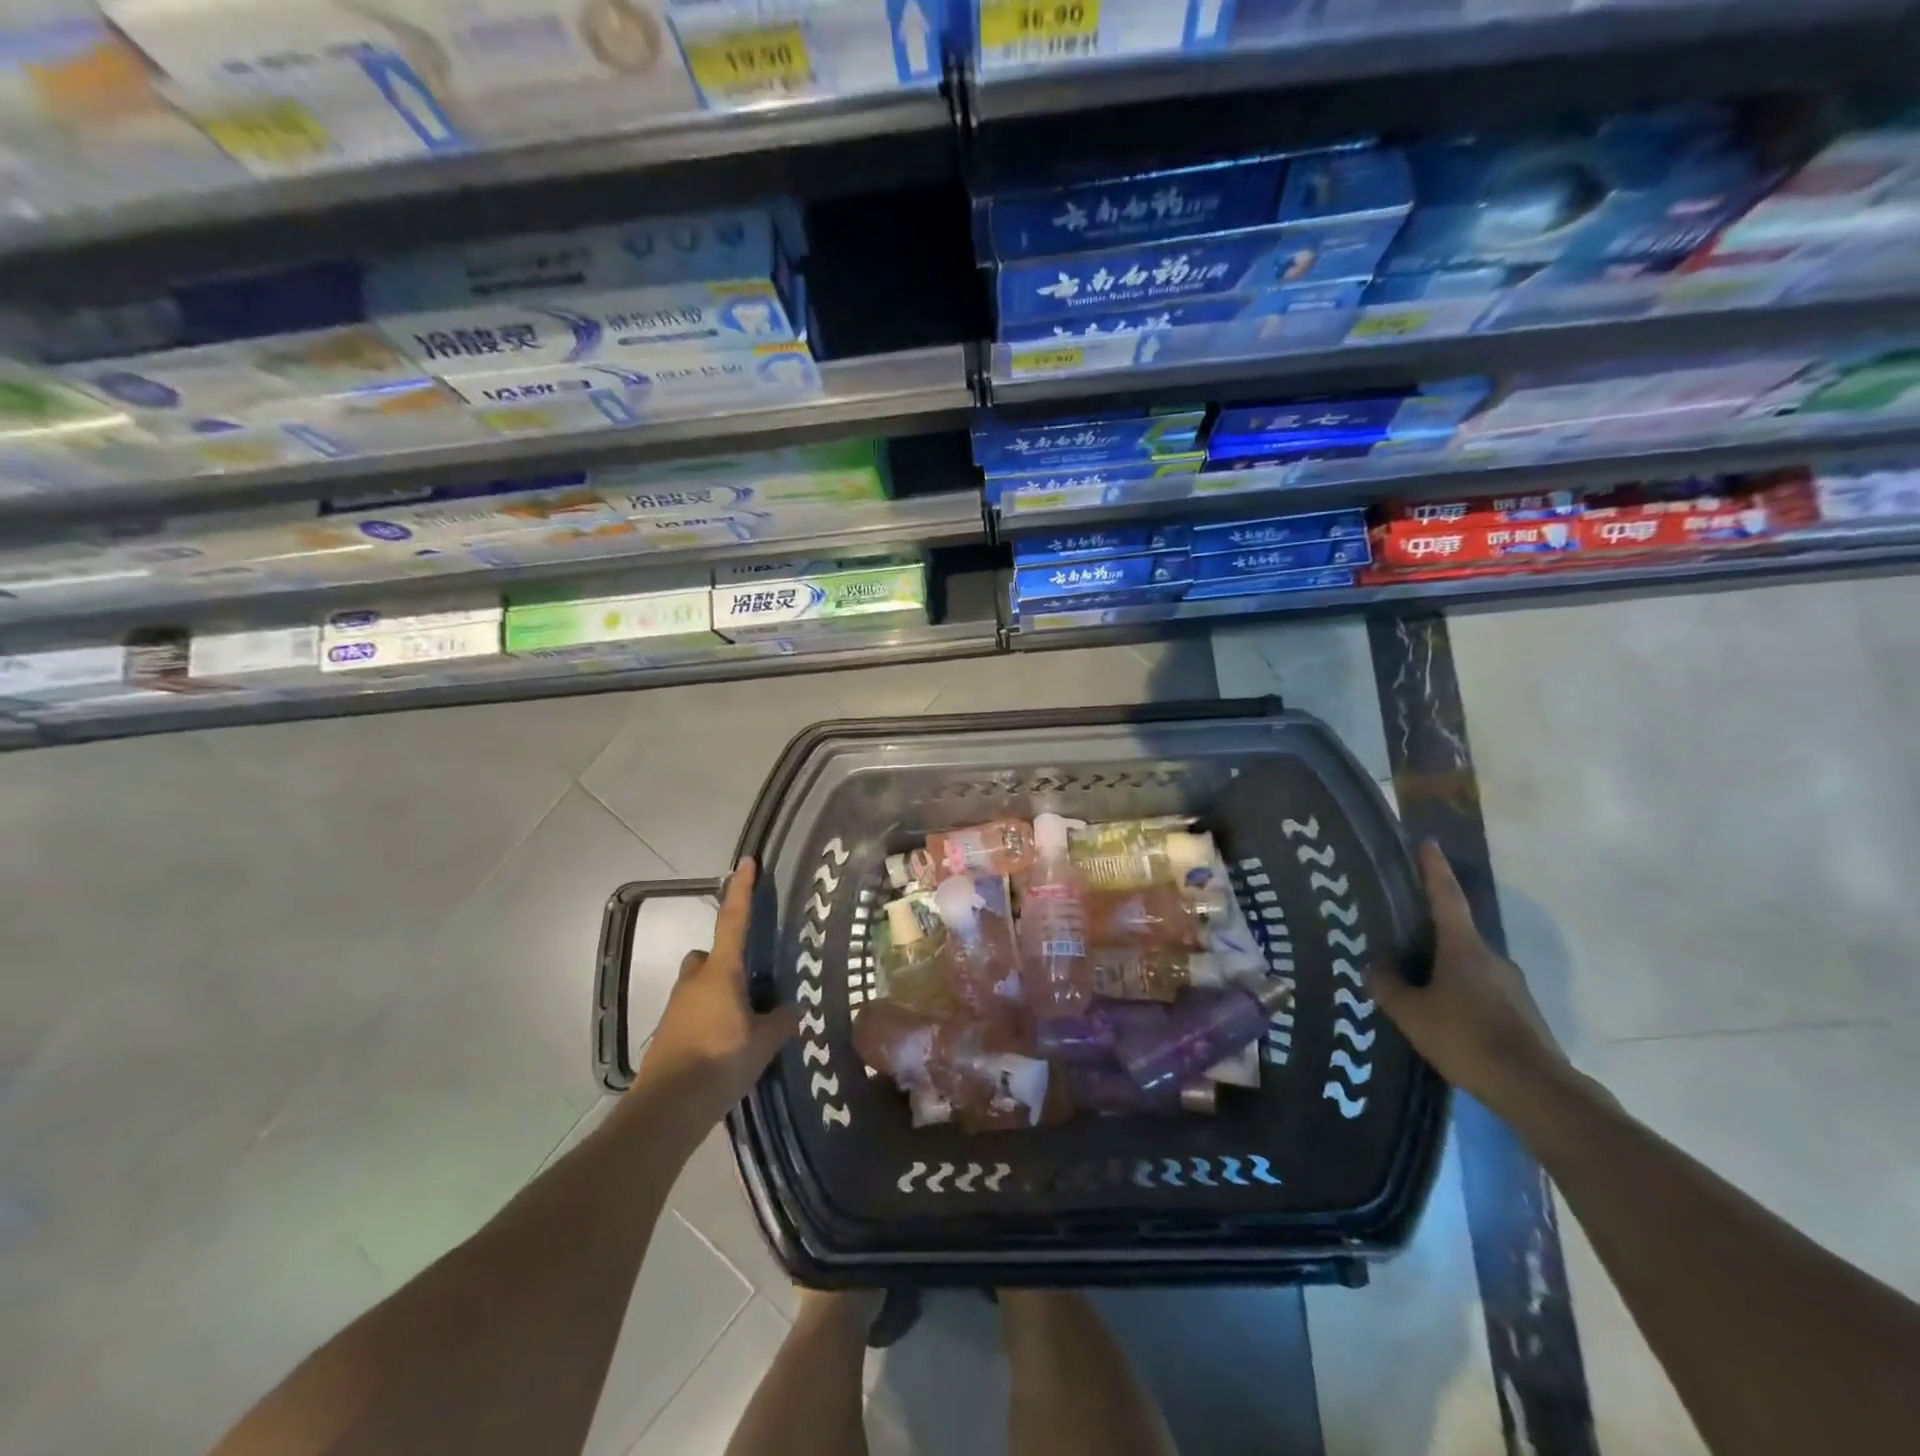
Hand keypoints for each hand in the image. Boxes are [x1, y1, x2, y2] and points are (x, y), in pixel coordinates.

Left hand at [636, 860, 799, 1129]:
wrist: (668, 1108)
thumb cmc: (721, 1062)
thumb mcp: (764, 1042)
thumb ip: (780, 1021)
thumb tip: (792, 1009)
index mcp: (721, 972)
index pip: (734, 920)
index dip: (742, 890)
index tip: (746, 862)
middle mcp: (695, 981)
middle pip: (708, 955)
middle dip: (725, 960)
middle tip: (751, 982)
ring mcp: (677, 1007)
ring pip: (699, 984)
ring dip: (716, 992)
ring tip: (744, 1021)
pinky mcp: (668, 1034)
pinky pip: (693, 1012)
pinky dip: (708, 1019)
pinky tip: (727, 1045)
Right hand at [1366, 841, 1568, 1106]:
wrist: (1535, 1089)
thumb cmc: (1466, 1038)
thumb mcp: (1411, 1013)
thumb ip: (1388, 986)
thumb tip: (1376, 967)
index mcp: (1463, 947)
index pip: (1446, 897)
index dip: (1434, 869)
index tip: (1427, 843)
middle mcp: (1491, 958)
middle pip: (1454, 933)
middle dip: (1427, 933)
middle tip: (1398, 936)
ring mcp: (1510, 985)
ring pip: (1466, 966)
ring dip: (1442, 969)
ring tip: (1414, 986)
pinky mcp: (1520, 1012)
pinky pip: (1479, 991)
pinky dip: (1458, 994)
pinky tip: (1441, 1017)